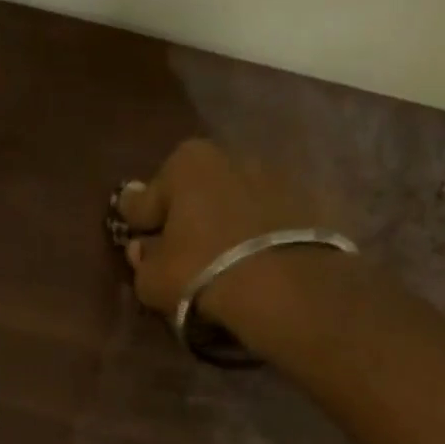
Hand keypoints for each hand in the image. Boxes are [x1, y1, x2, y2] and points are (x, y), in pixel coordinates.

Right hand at [113, 139, 317, 328]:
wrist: (286, 288)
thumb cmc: (202, 273)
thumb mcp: (152, 278)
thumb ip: (142, 259)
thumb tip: (142, 248)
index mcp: (185, 163)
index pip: (144, 198)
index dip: (137, 222)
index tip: (135, 236)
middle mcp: (229, 156)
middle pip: (194, 191)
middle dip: (185, 214)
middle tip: (180, 248)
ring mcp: (275, 175)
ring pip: (234, 201)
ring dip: (225, 221)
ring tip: (222, 257)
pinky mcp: (310, 200)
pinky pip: (268, 219)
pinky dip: (258, 232)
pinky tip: (254, 259)